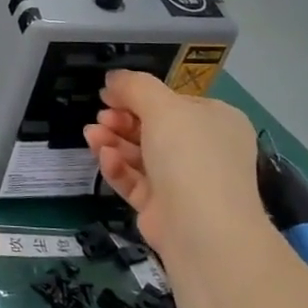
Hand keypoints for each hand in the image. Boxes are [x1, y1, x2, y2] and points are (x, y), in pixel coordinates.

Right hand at [83, 70, 268, 261]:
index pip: (173, 102)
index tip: (109, 94)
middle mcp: (203, 150)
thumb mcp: (164, 108)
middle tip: (101, 117)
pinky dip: (118, 168)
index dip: (139, 96)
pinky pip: (135, 180)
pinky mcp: (162, 206)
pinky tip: (104, 158)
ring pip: (139, 154)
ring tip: (91, 135)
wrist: (202, 229)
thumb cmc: (190, 157)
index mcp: (216, 121)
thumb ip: (135, 86)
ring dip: (113, 141)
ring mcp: (183, 180)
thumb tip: (113, 78)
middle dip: (121, 120)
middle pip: (153, 128)